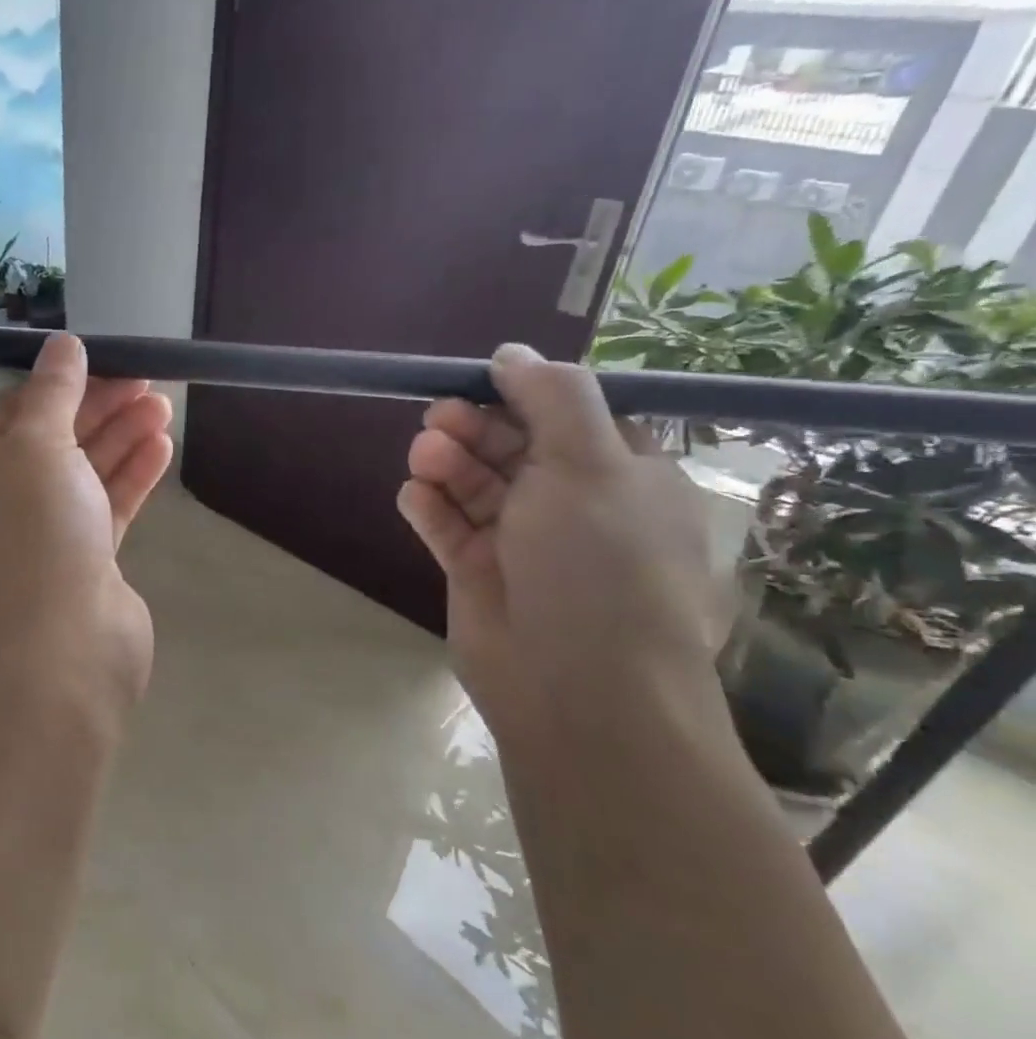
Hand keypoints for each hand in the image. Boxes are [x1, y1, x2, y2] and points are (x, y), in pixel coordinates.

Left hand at [0, 334, 173, 710]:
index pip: (16, 409)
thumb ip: (52, 393)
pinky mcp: (86, 562)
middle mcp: (7, 500)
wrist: (57, 650)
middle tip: (148, 378)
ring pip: (87, 471)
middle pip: (57, 438)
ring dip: (122, 436)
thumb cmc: (34, 532)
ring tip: (163, 404)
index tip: (106, 359)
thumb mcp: (35, 445)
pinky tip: (161, 446)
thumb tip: (62, 344)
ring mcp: (48, 533)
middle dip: (100, 405)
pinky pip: (109, 506)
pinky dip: (133, 475)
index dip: (61, 381)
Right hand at [398, 345, 728, 744]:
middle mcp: (573, 504)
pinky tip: (415, 497)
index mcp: (623, 476)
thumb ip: (553, 397)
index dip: (525, 395)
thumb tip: (513, 351)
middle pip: (513, 446)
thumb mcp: (591, 464)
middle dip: (474, 427)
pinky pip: (448, 526)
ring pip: (474, 484)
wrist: (577, 687)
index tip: (482, 380)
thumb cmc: (599, 564)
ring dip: (447, 463)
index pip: (570, 416)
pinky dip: (430, 507)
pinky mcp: (477, 572)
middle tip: (439, 419)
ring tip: (424, 458)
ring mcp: (521, 541)